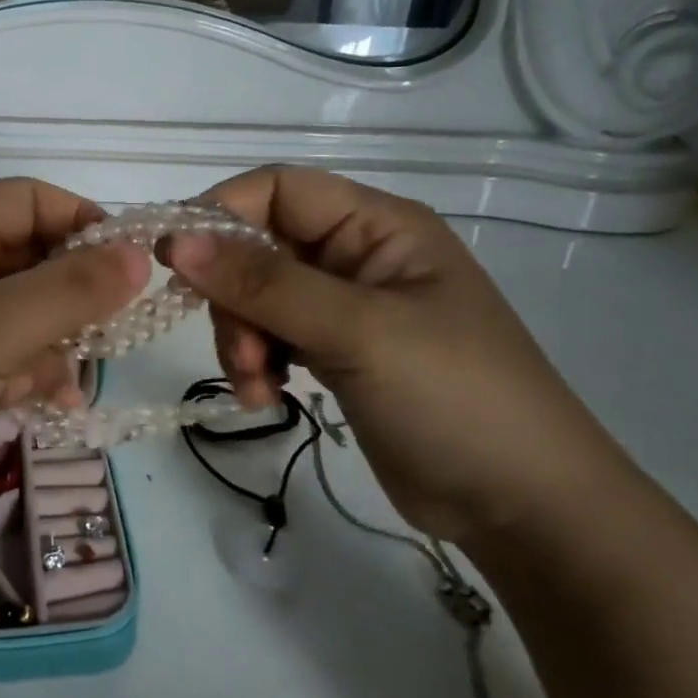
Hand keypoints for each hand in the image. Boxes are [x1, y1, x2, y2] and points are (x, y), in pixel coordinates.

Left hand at [0, 179, 147, 531]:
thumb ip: (70, 291)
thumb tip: (138, 255)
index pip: (29, 200)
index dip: (83, 224)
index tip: (130, 267)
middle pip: (28, 256)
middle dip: (72, 295)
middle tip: (112, 332)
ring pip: (20, 309)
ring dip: (54, 341)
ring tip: (71, 382)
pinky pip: (1, 351)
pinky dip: (28, 370)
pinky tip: (51, 403)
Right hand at [165, 166, 628, 545]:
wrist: (523, 507)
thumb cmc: (454, 398)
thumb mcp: (356, 331)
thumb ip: (264, 283)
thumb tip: (176, 241)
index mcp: (377, 225)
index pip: (278, 190)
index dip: (221, 214)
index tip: (174, 261)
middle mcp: (358, 255)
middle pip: (259, 246)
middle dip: (234, 297)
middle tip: (240, 351)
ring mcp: (347, 305)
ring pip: (258, 295)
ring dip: (242, 337)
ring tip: (258, 386)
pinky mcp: (337, 350)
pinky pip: (273, 334)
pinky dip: (258, 361)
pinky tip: (268, 396)